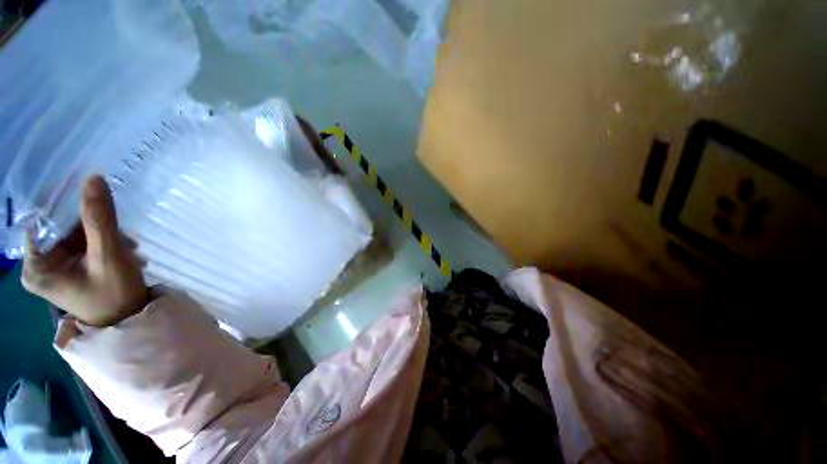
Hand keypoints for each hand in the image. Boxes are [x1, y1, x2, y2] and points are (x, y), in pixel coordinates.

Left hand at [22, 176, 147, 326]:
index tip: (91, 200)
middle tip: (121, 235)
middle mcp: (39, 265)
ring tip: (129, 247)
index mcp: (35, 266)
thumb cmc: (114, 294)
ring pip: (75, 234)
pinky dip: (104, 243)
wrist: (129, 318)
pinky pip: (83, 244)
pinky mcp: (70, 269)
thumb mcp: (109, 255)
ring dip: (103, 235)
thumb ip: (99, 218)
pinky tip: (124, 251)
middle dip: (92, 227)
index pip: (43, 222)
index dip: (65, 206)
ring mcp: (55, 267)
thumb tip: (94, 178)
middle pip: (61, 228)